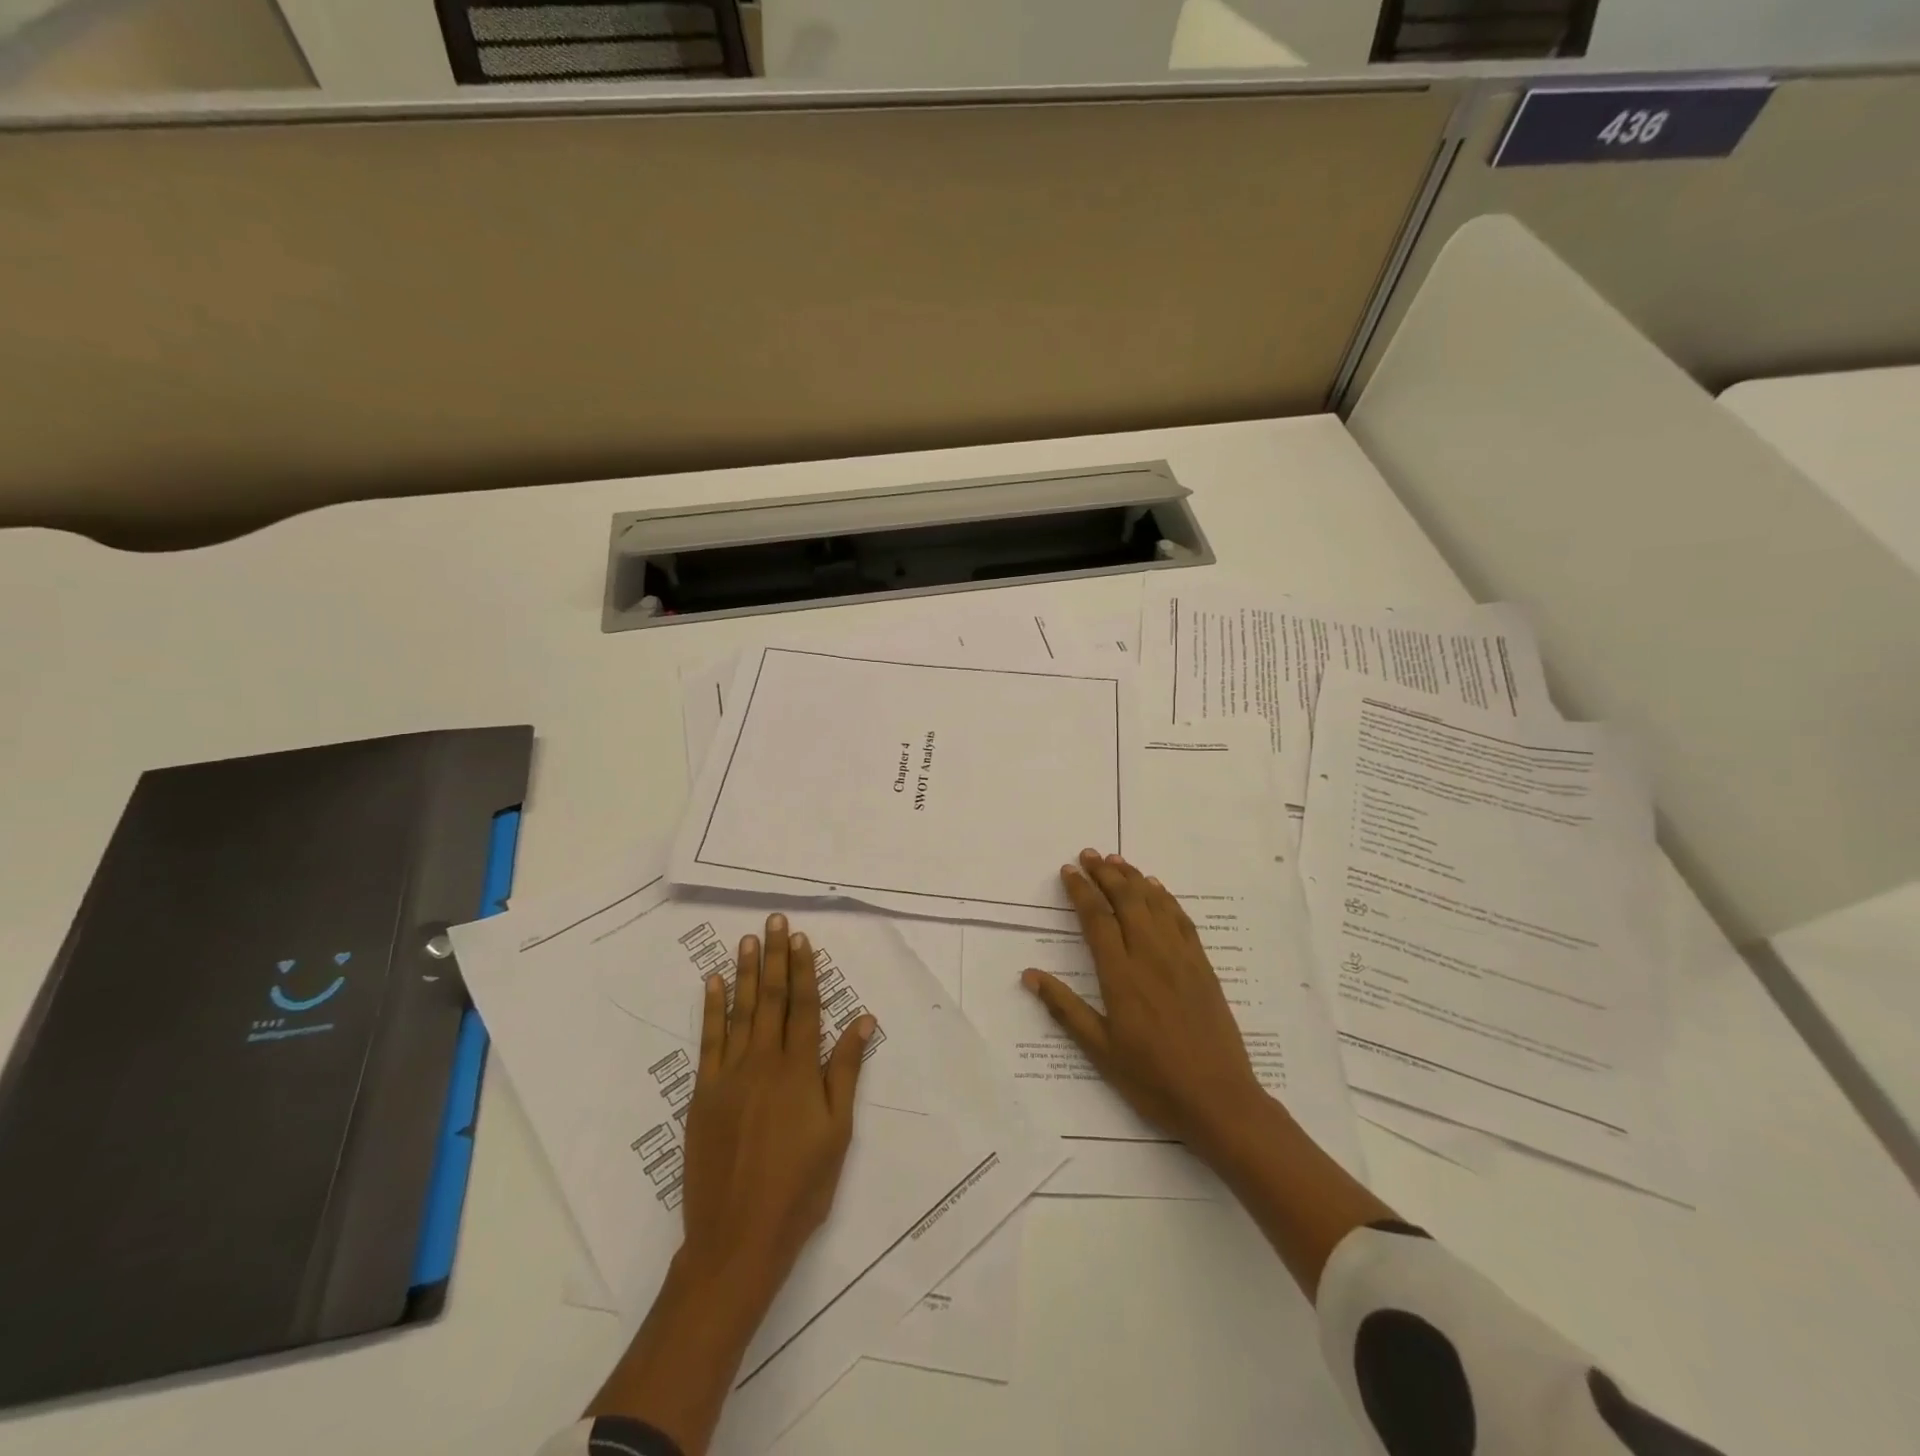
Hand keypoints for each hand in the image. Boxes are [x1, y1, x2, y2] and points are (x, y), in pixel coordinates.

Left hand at [680, 913, 873, 1303]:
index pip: (804, 1007)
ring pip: (739, 1012)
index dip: (804, 970)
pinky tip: (712, 984)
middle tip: (776, 921)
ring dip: (744, 973)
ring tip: (748, 939)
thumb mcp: (837, 1133)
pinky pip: (707, 1042)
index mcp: (799, 1072)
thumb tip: (863, 1021)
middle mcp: (763, 1063)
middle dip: (775, 957)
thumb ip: (846, 1072)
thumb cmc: (799, 1189)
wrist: (736, 1239)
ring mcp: (728, 1077)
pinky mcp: (702, 1095)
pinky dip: (711, 1010)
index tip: (803, 939)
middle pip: (770, 999)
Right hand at [1022, 849, 1267, 1158]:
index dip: (1081, 890)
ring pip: (1154, 903)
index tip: (1068, 870)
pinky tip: (1157, 888)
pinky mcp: (1203, 967)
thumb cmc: (1152, 1079)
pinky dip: (1166, 898)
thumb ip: (1065, 1009)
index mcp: (1121, 976)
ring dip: (1133, 877)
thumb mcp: (1100, 1050)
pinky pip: (1182, 920)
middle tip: (1089, 854)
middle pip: (1126, 900)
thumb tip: (1029, 975)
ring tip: (1116, 859)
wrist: (1219, 1100)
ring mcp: (1181, 958)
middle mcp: (1150, 956)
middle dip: (1105, 873)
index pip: (1097, 918)